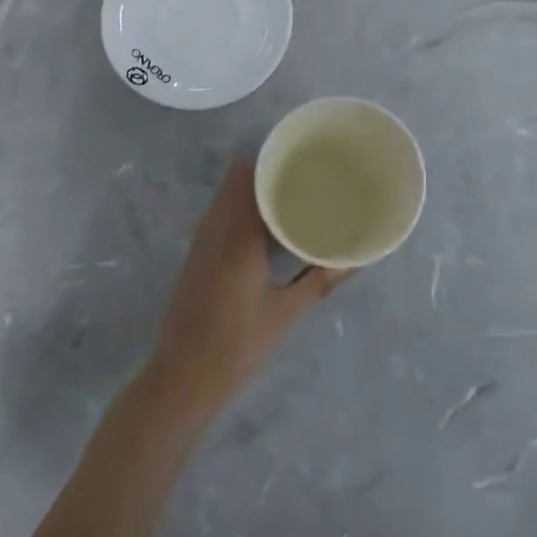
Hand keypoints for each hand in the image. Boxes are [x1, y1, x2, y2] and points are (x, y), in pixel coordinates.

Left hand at [145, 160, 348, 417]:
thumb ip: (318, 281)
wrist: (182, 378)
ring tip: (290, 194)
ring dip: (252, 189)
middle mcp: (215, 227)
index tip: (303, 158)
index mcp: (238, 235)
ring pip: (226, 195)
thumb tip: (354, 260)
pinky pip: (219, 213)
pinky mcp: (196, 254)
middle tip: (302, 174)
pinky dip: (240, 207)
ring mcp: (201, 240)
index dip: (273, 160)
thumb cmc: (237, 345)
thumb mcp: (285, 314)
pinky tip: (265, 226)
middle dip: (266, 171)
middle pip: (236, 178)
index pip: (249, 175)